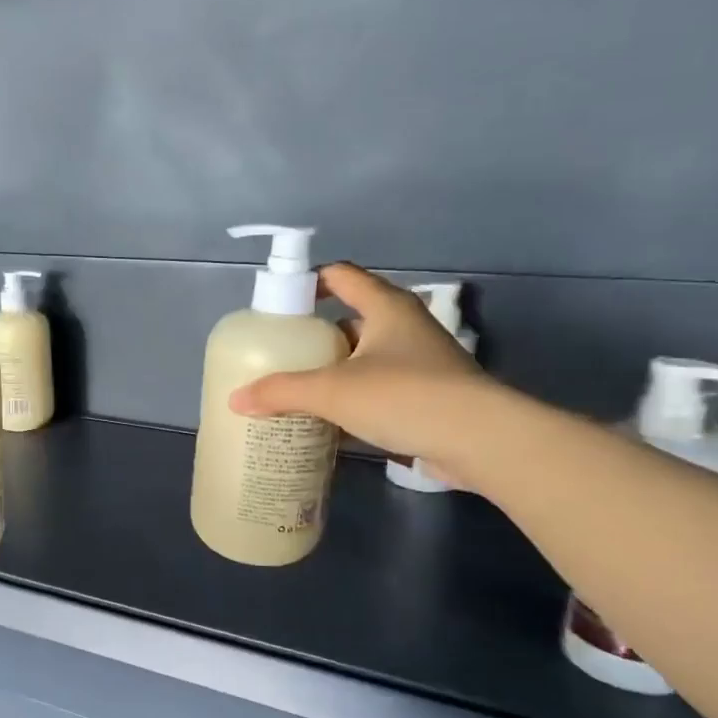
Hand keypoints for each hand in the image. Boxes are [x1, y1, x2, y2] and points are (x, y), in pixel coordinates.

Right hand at [229, 264, 495, 470]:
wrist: (480, 441)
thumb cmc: (404, 396)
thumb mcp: (333, 391)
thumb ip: (282, 392)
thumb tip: (236, 400)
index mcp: (386, 307)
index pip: (341, 276)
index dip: (308, 282)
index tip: (278, 305)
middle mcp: (405, 327)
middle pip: (351, 319)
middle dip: (316, 336)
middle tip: (281, 354)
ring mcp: (421, 363)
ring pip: (366, 358)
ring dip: (335, 370)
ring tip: (298, 388)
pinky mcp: (428, 397)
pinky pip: (380, 389)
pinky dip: (354, 399)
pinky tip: (330, 421)